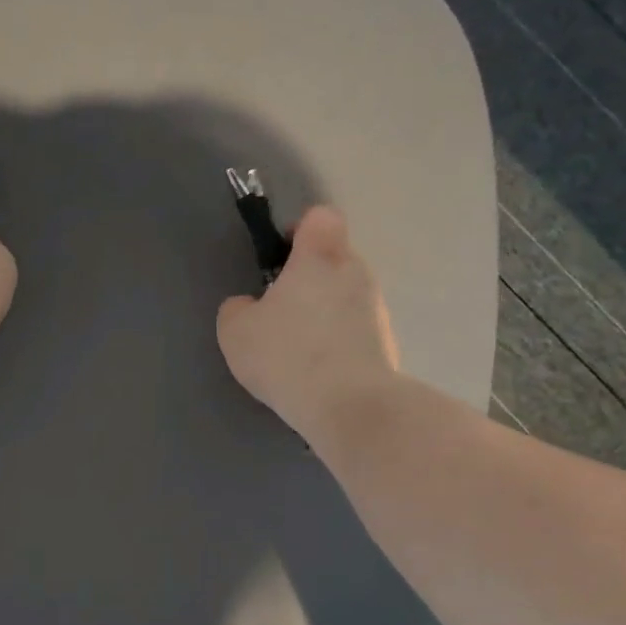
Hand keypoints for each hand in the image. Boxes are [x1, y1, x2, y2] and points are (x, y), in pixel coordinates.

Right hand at [216, 205, 399, 441]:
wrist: (349, 406)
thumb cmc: (287, 355)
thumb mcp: (236, 331)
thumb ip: (238, 308)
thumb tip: (249, 306)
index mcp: (319, 258)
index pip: (321, 218)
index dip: (300, 231)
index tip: (281, 258)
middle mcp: (356, 274)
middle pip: (336, 259)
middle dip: (311, 279)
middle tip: (282, 312)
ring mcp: (378, 310)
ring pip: (348, 297)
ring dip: (327, 314)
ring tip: (300, 352)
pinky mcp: (389, 345)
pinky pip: (358, 332)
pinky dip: (341, 345)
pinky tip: (320, 376)